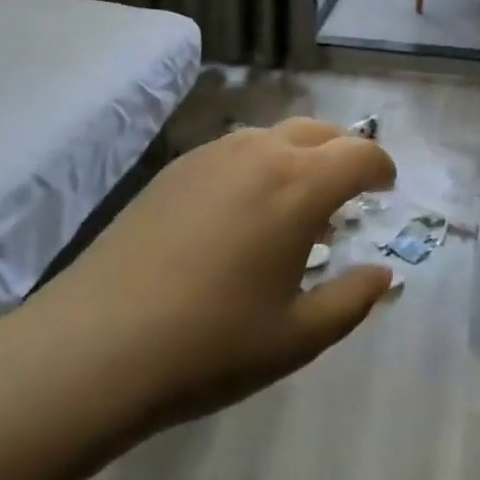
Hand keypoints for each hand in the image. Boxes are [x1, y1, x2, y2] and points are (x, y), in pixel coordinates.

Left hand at [1, 118, 395, 440]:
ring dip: (301, 156)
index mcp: (299, 186)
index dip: (381, 167)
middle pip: (320, 132)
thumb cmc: (210, 345)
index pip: (360, 154)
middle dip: (344, 153)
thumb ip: (352, 300)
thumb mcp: (297, 337)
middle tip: (350, 191)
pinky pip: (236, 150)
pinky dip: (260, 164)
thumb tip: (382, 275)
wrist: (93, 348)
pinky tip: (244, 211)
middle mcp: (260, 153)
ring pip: (275, 135)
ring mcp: (212, 156)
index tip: (386, 189)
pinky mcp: (175, 169)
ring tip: (296, 203)